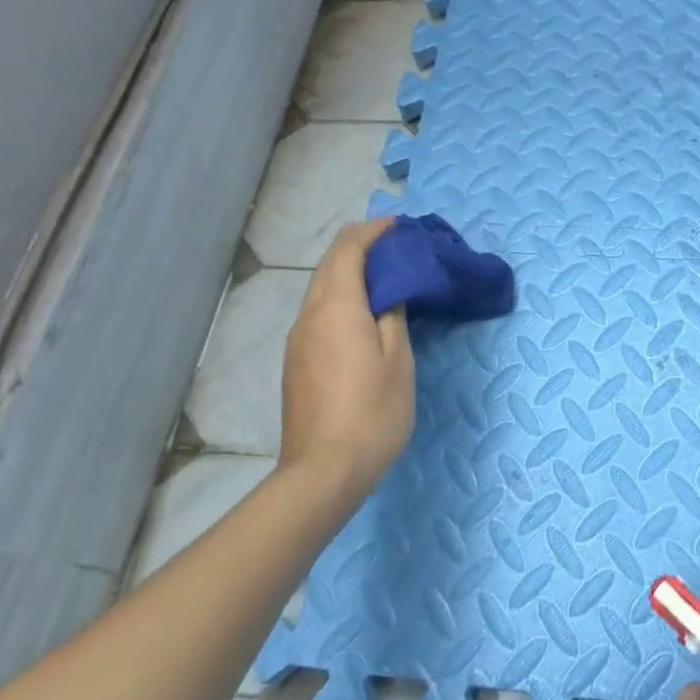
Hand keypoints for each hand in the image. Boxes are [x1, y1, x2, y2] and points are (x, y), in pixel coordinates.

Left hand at [279, 221, 415, 502]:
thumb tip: (389, 289)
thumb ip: (393, 314)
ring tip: (387, 280)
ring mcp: (298, 341)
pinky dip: (343, 300)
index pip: (348, 249)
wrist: (323, 471)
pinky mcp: (297, 363)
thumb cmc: (372, 413)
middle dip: (362, 249)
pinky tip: (365, 317)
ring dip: (352, 275)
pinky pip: (320, 314)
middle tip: (399, 251)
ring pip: (322, 290)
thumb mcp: (398, 360)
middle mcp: (308, 316)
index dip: (374, 231)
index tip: (402, 227)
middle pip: (330, 265)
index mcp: (335, 307)